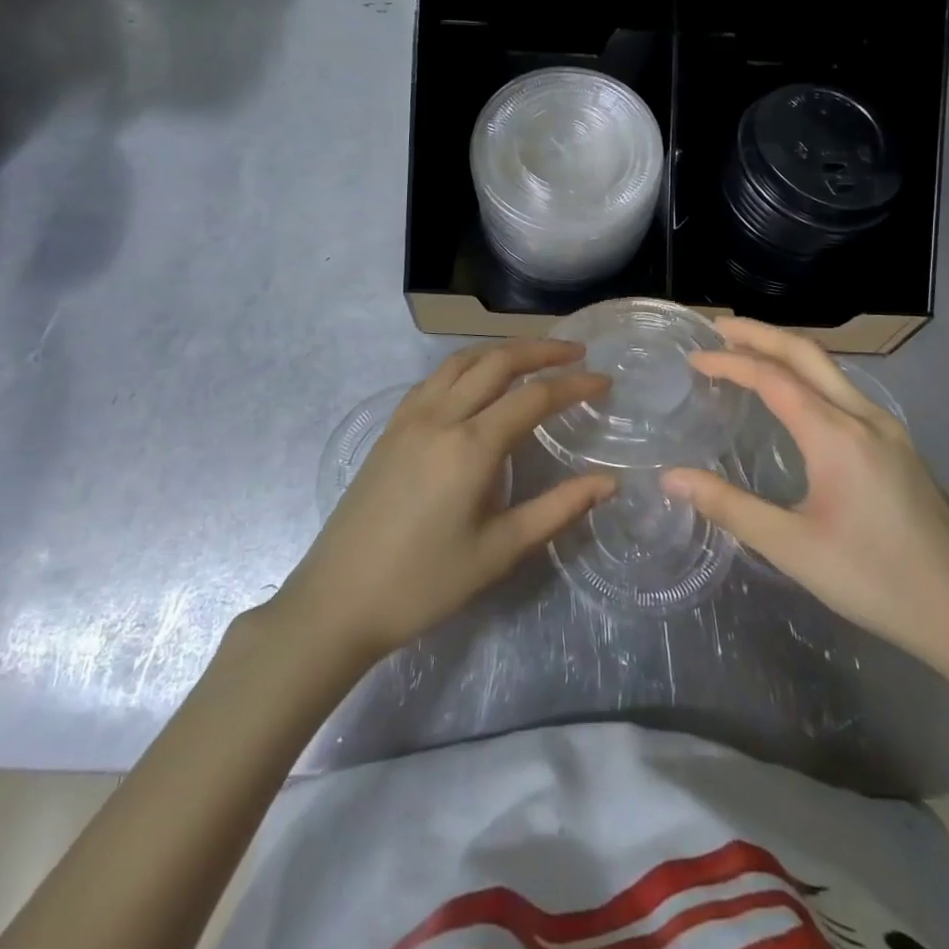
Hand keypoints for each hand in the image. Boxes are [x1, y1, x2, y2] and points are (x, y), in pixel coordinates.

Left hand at [275, 340, 614, 664]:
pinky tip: (477, 381)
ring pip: (461, 361)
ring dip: (501, 350)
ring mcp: (410, 417)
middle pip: (496, 361)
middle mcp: (440, 417)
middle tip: (575, 351)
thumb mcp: (500, 551)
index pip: (533, 398)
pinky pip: (435, 378)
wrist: (339, 599)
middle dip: (540, 350)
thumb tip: (608, 481)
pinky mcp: (391, 428)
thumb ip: (558, 509)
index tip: (605, 380)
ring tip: (533, 355)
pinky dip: (466, 365)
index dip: (574, 385)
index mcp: (470, 446)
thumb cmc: (425, 582)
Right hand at [663, 318, 948, 666]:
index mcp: (837, 435)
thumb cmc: (876, 580)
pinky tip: (794, 400)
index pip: (773, 377)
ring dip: (786, 352)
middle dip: (760, 334)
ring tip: (747, 354)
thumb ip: (730, 507)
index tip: (693, 359)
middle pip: (807, 353)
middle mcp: (864, 417)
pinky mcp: (899, 447)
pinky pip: (845, 391)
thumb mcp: (793, 548)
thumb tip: (671, 478)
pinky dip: (808, 377)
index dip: (729, 362)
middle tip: (718, 330)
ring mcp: (888, 429)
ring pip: (830, 369)